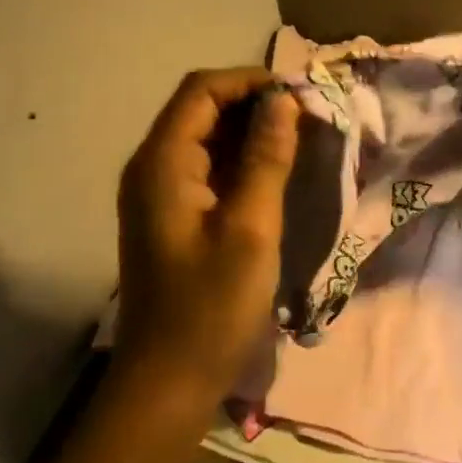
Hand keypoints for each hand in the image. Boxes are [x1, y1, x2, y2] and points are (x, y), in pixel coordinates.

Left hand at [113, 68, 299, 405]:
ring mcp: (160, 194)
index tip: (300, 96)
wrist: (169, 380)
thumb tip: (283, 102)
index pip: (202, 91)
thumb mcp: (250, 228)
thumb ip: (266, 159)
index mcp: (162, 164)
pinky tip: (277, 173)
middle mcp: (152, 168)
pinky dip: (242, 160)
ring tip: (301, 140)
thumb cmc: (211, 306)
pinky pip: (208, 168)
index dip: (250, 82)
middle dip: (254, 104)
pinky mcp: (173, 216)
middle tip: (309, 118)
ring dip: (251, 132)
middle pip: (201, 109)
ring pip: (206, 138)